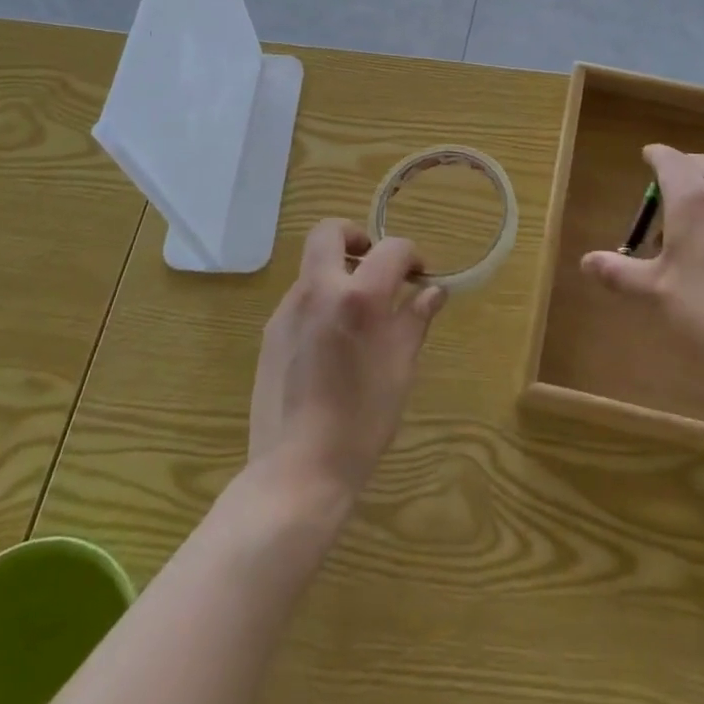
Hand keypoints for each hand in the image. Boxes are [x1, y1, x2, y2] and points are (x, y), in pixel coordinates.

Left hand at [248, 220, 445, 507]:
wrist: (298, 471)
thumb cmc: (361, 421)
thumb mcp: (400, 368)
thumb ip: (415, 319)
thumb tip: (433, 291)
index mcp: (358, 297)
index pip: (391, 249)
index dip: (411, 255)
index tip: (420, 275)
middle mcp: (318, 289)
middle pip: (329, 232)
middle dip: (356, 237)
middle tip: (375, 266)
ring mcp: (288, 309)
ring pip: (313, 266)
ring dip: (338, 271)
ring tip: (358, 313)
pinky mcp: (271, 332)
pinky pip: (300, 298)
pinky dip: (321, 300)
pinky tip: (332, 342)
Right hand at [580, 144, 703, 392]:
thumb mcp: (656, 293)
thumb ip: (620, 272)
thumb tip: (586, 261)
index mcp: (693, 201)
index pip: (671, 160)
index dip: (655, 155)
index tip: (645, 157)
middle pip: (702, 164)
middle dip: (681, 168)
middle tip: (662, 190)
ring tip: (687, 225)